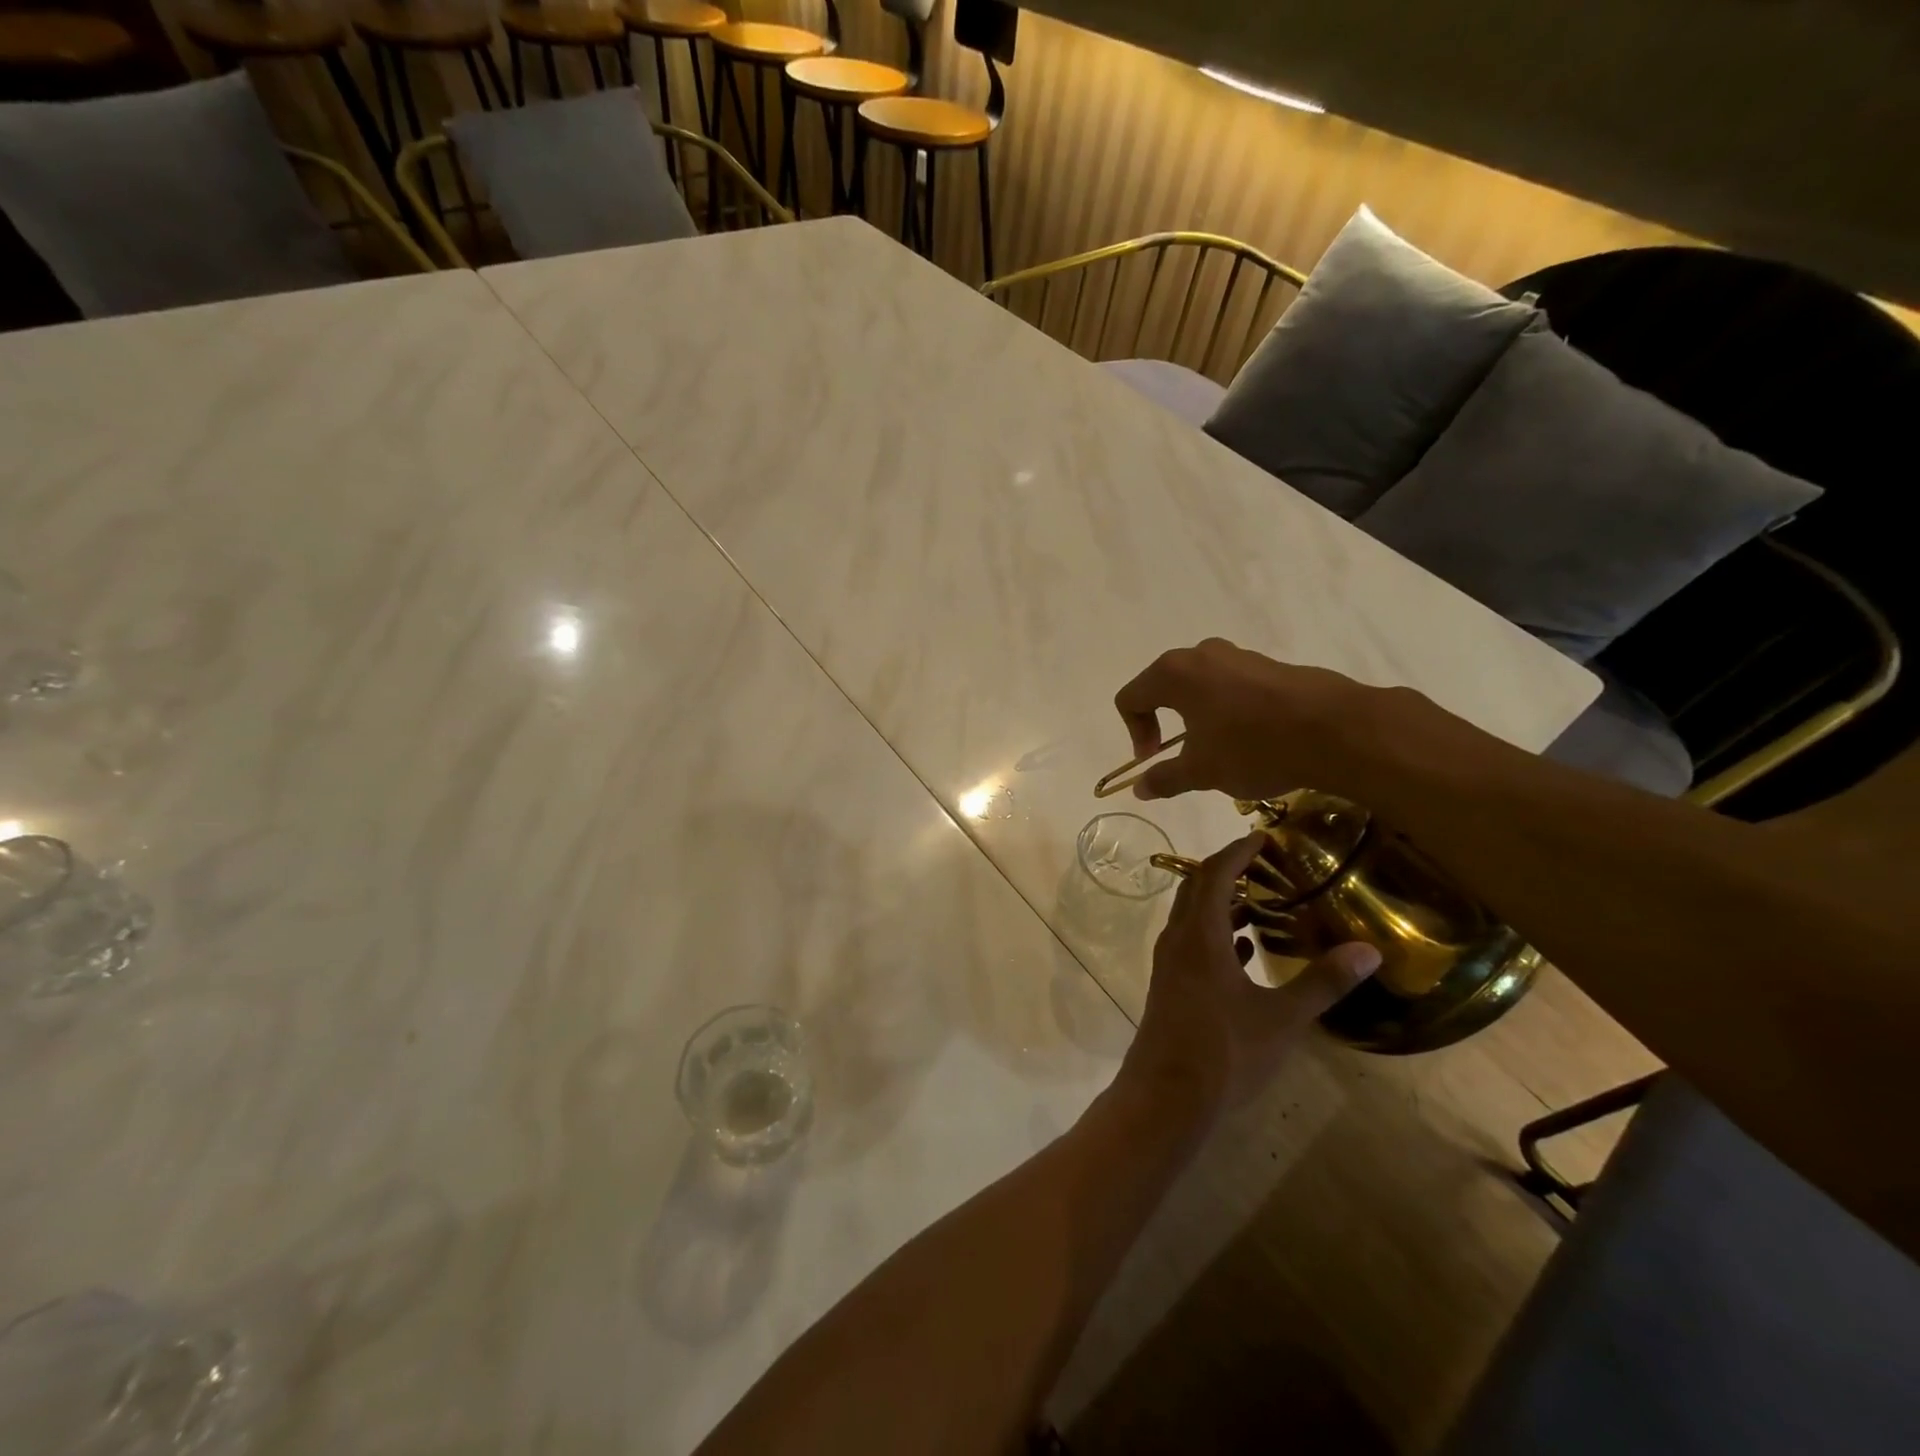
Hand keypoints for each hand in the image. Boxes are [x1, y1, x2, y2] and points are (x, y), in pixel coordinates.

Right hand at [1113, 638, 1383, 801]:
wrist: (1336, 730)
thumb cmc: (1253, 748)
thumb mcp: (1202, 772)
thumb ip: (1164, 778)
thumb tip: (1139, 788)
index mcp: (1174, 674)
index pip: (1130, 698)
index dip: (1134, 733)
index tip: (1155, 760)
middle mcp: (1201, 654)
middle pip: (1163, 685)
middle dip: (1164, 722)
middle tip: (1180, 754)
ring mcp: (1239, 655)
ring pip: (1201, 685)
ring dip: (1197, 716)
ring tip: (1219, 750)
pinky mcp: (1270, 664)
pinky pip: (1233, 685)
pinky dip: (1228, 710)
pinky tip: (1252, 739)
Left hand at [1122, 832, 1380, 1115]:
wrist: (1166, 1098)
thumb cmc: (1225, 1052)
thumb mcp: (1283, 1018)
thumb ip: (1323, 982)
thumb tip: (1369, 950)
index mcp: (1199, 935)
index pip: (1215, 873)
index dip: (1238, 851)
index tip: (1263, 836)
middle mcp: (1178, 940)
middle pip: (1197, 889)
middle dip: (1227, 870)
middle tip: (1265, 864)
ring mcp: (1169, 965)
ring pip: (1193, 918)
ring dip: (1222, 904)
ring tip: (1262, 902)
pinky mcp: (1170, 987)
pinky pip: (1192, 945)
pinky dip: (1217, 935)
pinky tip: (1244, 951)